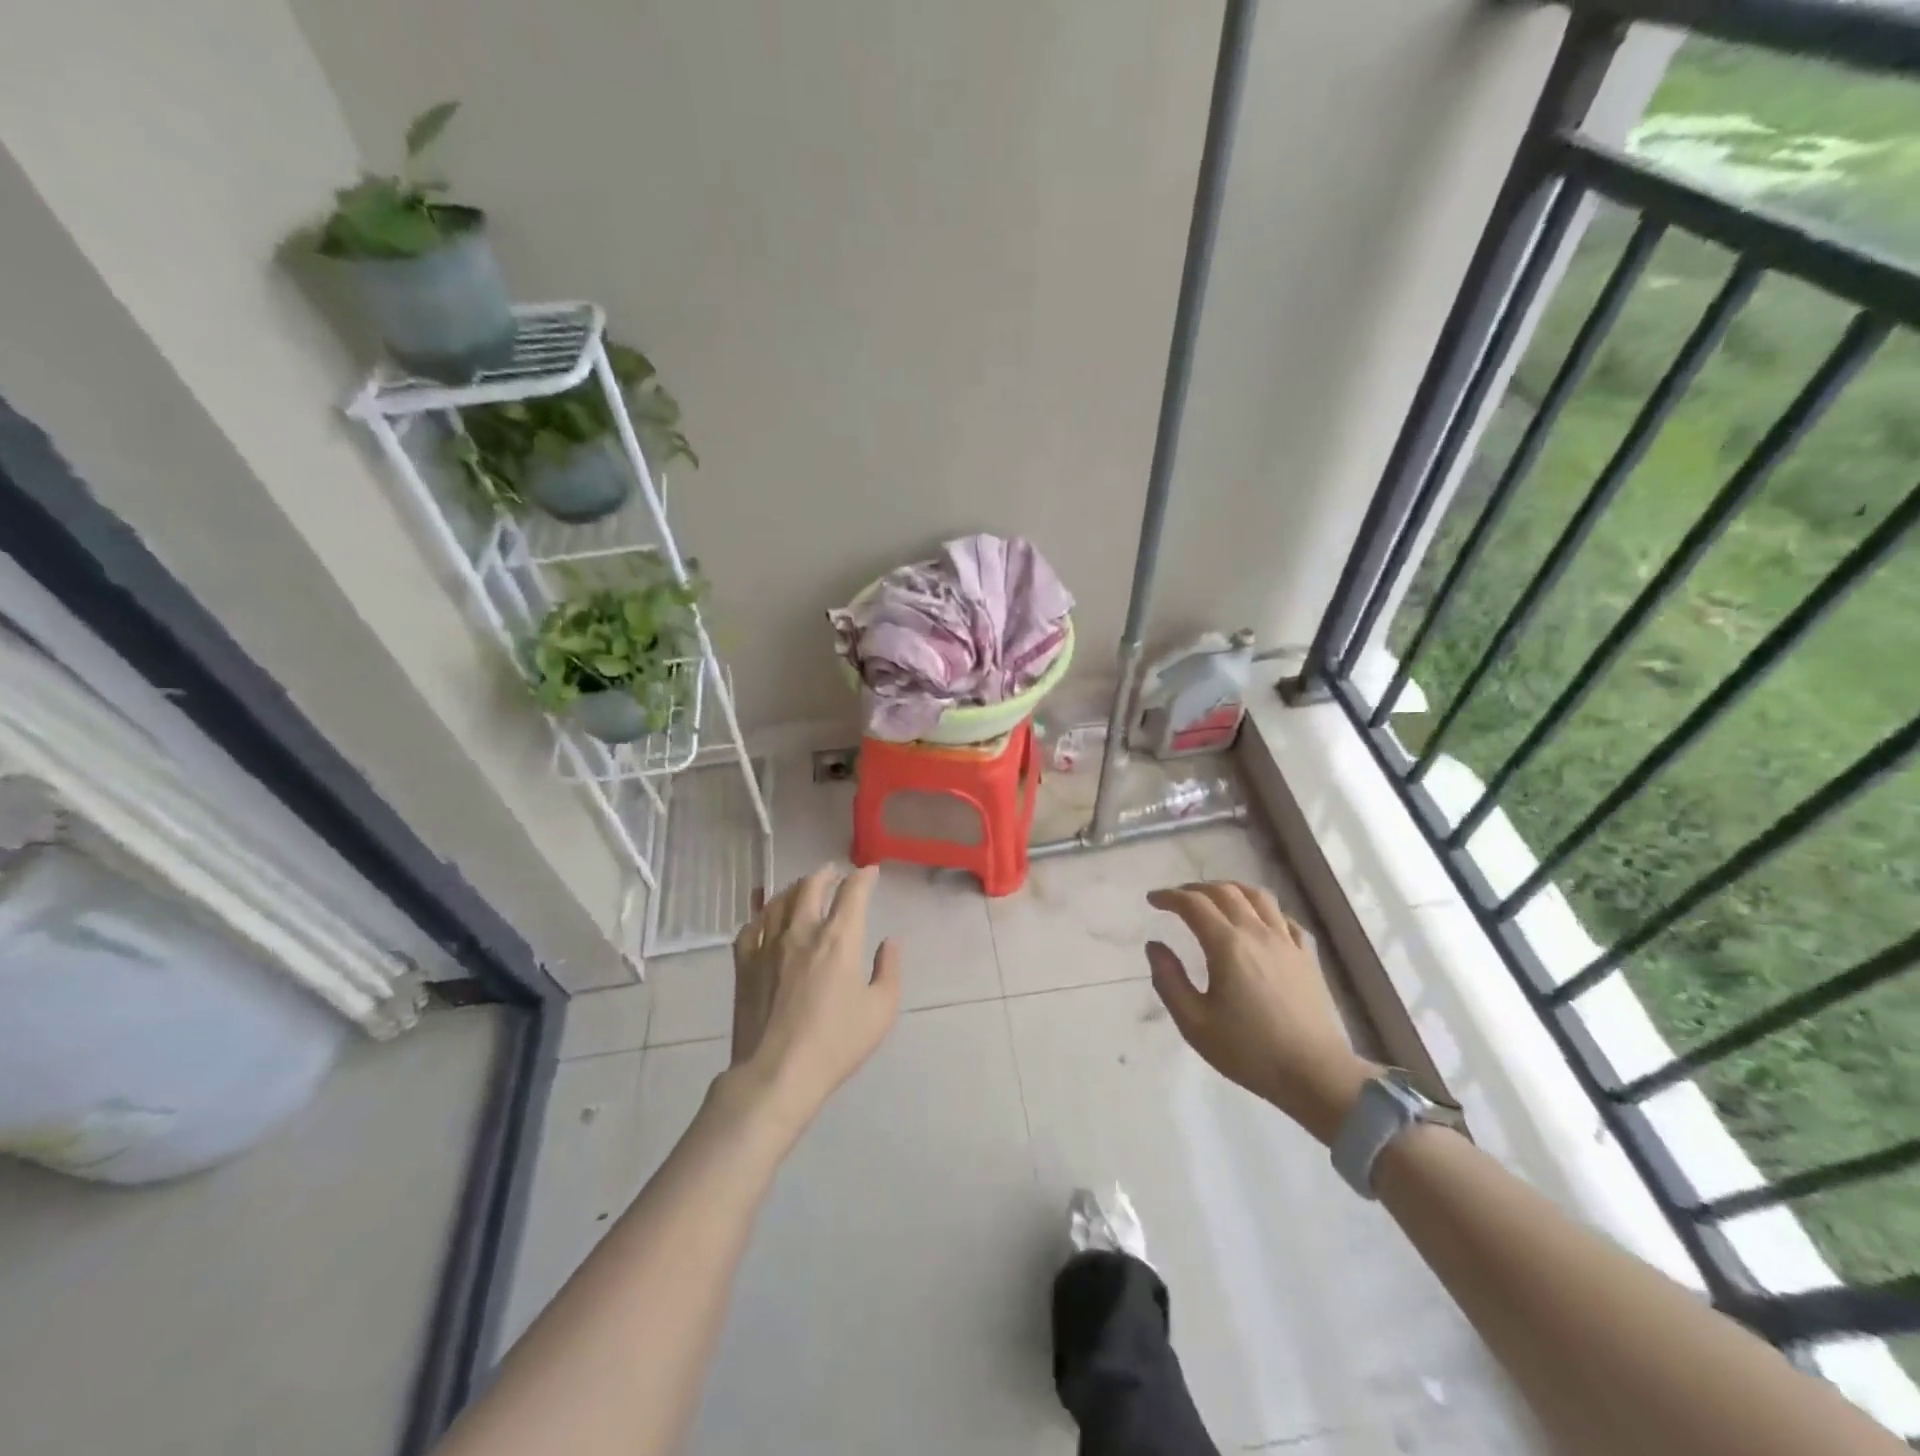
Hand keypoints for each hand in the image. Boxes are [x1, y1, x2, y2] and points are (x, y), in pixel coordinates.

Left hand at [722, 865, 902, 1132]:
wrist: (776, 1074)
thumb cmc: (835, 1044)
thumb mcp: (881, 1010)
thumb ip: (889, 970)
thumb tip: (890, 942)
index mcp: (838, 939)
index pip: (852, 893)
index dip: (863, 877)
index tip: (870, 872)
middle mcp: (802, 931)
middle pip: (811, 886)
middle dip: (826, 874)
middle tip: (833, 872)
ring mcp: (768, 945)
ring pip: (779, 901)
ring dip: (795, 888)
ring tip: (803, 887)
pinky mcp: (744, 964)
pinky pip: (751, 926)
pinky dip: (762, 914)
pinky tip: (767, 918)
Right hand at [1146, 881, 1377, 1143]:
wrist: (1315, 1074)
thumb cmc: (1249, 1051)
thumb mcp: (1194, 1023)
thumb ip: (1169, 980)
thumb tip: (1155, 946)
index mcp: (1227, 946)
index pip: (1194, 904)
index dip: (1169, 897)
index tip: (1153, 900)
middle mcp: (1257, 933)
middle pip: (1225, 892)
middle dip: (1195, 889)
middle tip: (1177, 899)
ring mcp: (1287, 942)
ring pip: (1258, 897)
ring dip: (1231, 889)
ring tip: (1215, 898)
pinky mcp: (1307, 957)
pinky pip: (1284, 918)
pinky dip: (1264, 911)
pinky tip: (1258, 922)